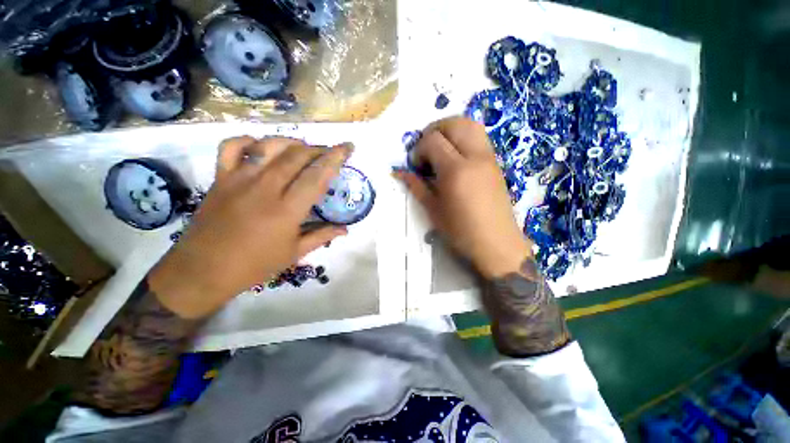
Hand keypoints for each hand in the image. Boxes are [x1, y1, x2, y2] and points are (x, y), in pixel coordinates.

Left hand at [149, 136, 350, 318]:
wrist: (203, 271)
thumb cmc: (254, 265)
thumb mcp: (294, 253)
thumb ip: (322, 236)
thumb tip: (345, 229)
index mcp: (287, 210)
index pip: (317, 176)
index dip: (335, 159)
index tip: (347, 147)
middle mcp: (265, 188)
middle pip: (296, 156)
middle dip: (318, 149)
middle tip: (328, 152)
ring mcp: (239, 179)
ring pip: (269, 146)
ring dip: (291, 142)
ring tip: (303, 148)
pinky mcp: (220, 178)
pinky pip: (231, 147)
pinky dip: (248, 140)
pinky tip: (261, 147)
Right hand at [395, 117, 530, 278]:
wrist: (496, 243)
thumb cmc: (461, 231)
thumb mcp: (433, 210)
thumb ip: (416, 186)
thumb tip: (399, 172)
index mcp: (456, 171)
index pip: (433, 141)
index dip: (419, 149)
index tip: (416, 166)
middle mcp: (475, 157)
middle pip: (454, 123)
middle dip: (434, 131)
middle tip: (425, 150)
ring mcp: (489, 157)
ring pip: (470, 124)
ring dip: (450, 130)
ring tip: (439, 149)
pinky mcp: (495, 163)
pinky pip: (479, 137)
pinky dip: (463, 137)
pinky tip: (455, 157)